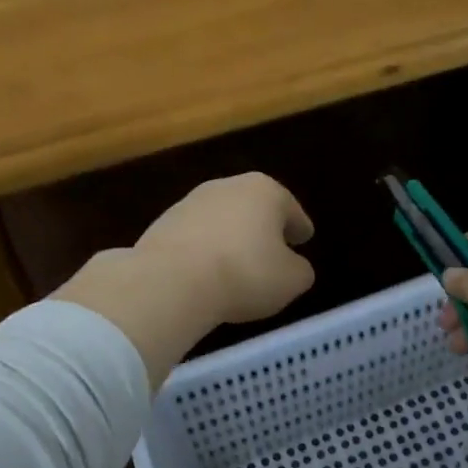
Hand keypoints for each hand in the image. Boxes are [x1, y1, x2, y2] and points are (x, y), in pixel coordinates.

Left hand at [133, 173, 315, 322]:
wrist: (172, 280)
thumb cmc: (245, 274)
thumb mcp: (291, 280)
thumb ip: (299, 270)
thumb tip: (292, 266)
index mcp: (265, 191)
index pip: (290, 209)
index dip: (299, 226)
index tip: (304, 238)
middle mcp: (228, 186)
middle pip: (254, 207)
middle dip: (263, 227)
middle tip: (272, 251)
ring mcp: (190, 202)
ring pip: (221, 220)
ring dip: (230, 237)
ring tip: (236, 266)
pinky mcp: (163, 223)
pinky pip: (195, 237)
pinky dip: (204, 250)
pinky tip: (206, 273)